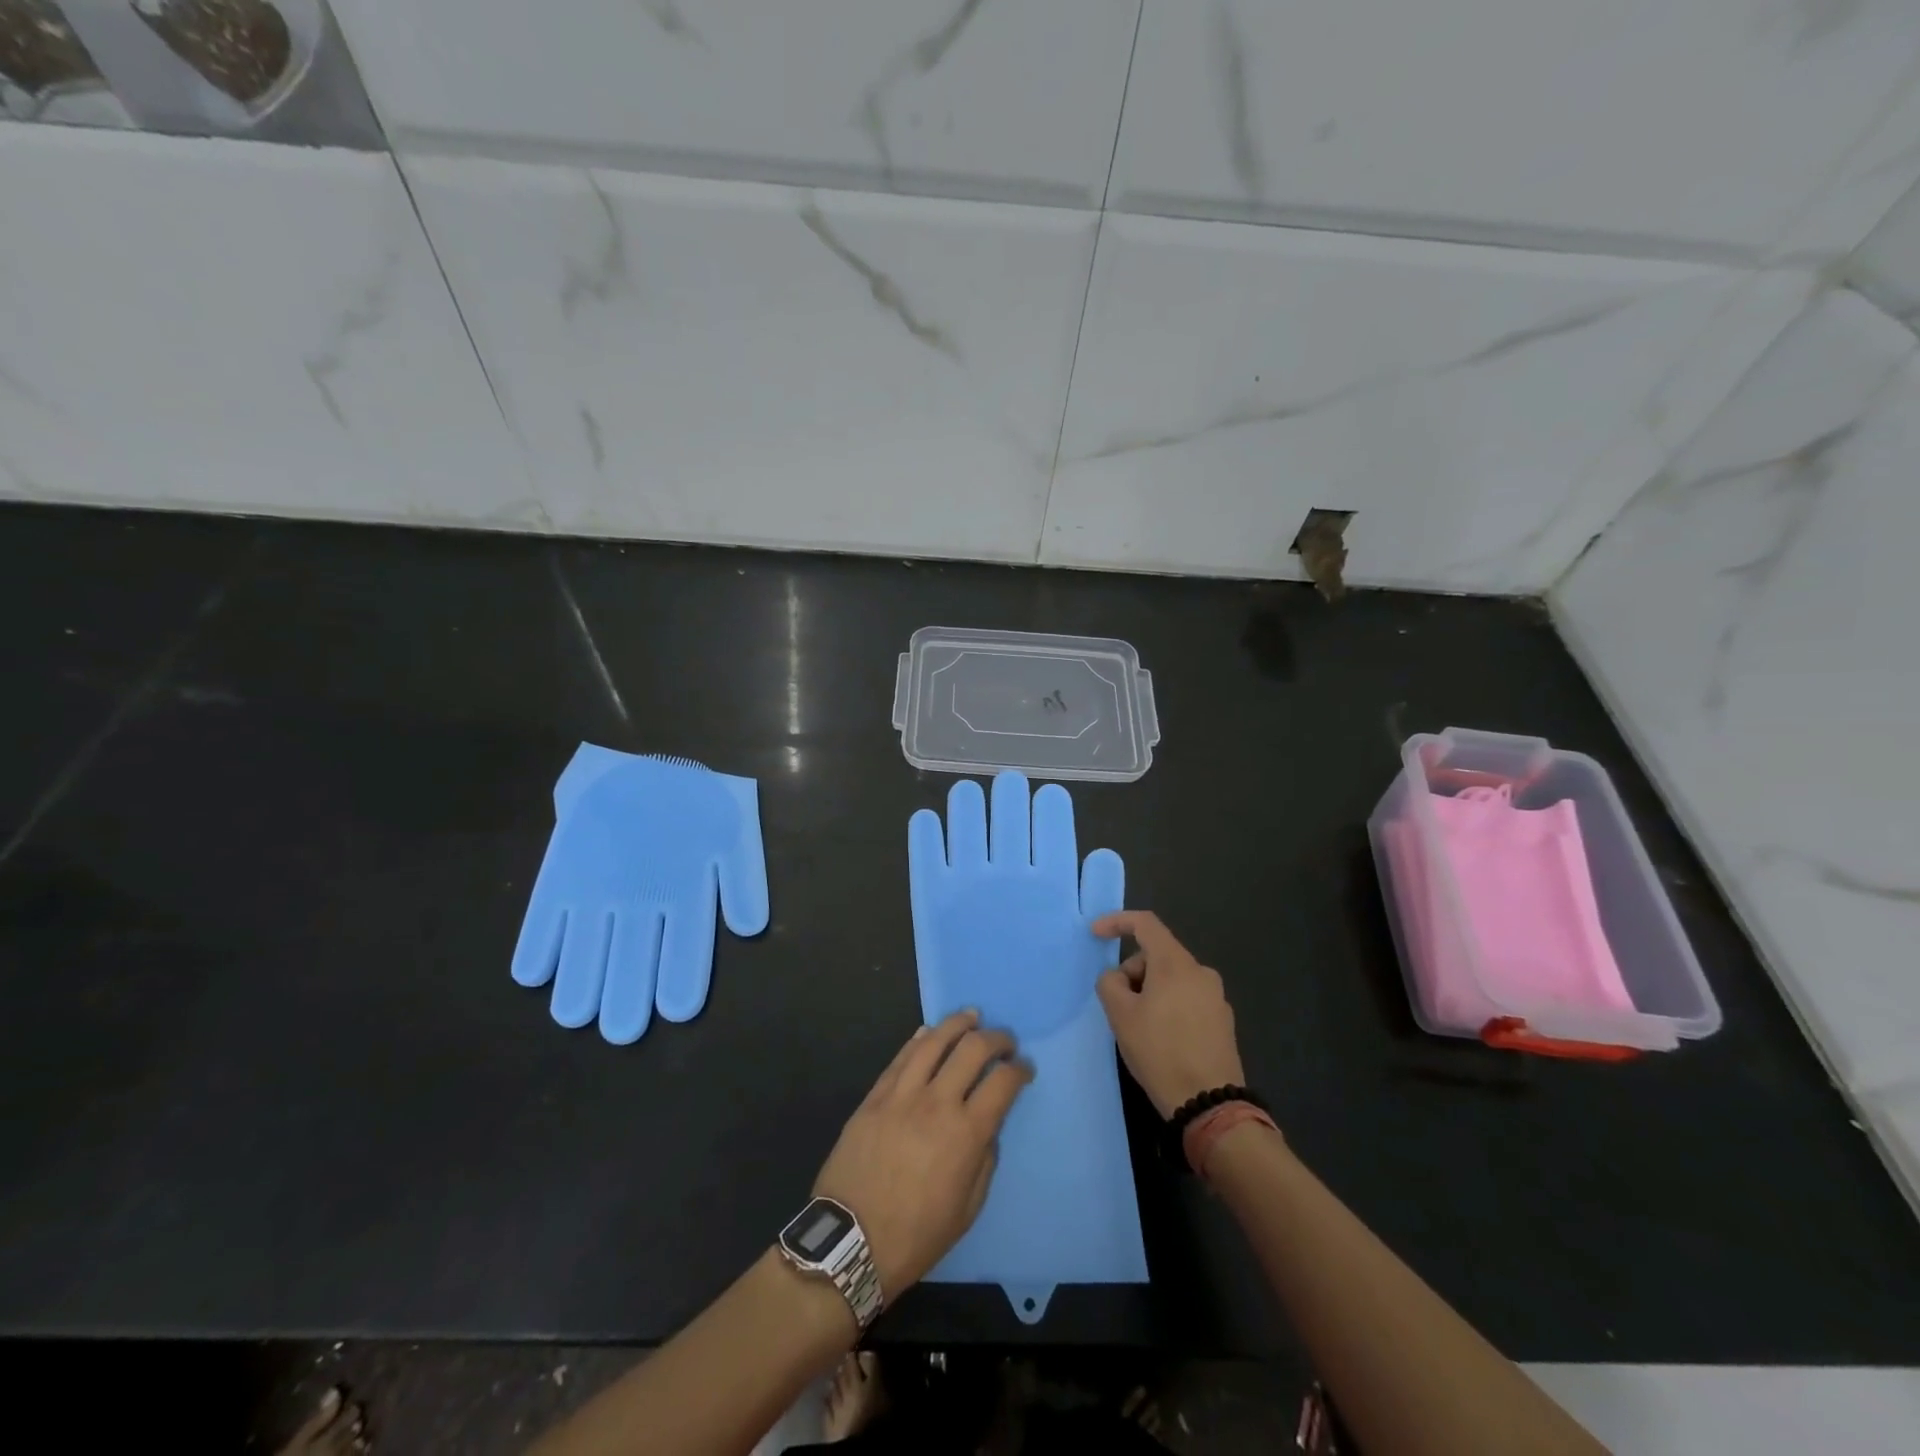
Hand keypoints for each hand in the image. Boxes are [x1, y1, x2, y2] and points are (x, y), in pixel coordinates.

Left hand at [813, 1010, 1032, 1300]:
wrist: (851, 1242)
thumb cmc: (916, 1235)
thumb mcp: (968, 1209)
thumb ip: (984, 1160)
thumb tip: (987, 1128)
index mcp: (966, 1133)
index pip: (1002, 1083)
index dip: (1019, 1070)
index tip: (1025, 1069)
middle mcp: (937, 1103)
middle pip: (973, 1049)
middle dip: (996, 1038)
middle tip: (1005, 1041)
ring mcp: (902, 1095)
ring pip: (934, 1041)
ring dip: (958, 1024)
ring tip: (971, 1017)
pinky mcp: (875, 1096)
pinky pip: (901, 1057)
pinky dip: (920, 1039)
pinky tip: (930, 1032)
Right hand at [1094, 911, 1245, 1118]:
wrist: (1209, 1103)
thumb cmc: (1160, 1051)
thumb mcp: (1120, 1015)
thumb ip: (1110, 983)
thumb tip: (1117, 978)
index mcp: (1176, 963)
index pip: (1145, 923)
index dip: (1116, 922)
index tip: (1096, 934)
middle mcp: (1201, 972)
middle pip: (1157, 954)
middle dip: (1132, 971)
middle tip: (1118, 1005)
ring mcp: (1216, 996)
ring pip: (1172, 978)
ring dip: (1149, 991)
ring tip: (1139, 1027)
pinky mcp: (1223, 1020)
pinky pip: (1187, 998)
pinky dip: (1168, 1006)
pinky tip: (1162, 1039)